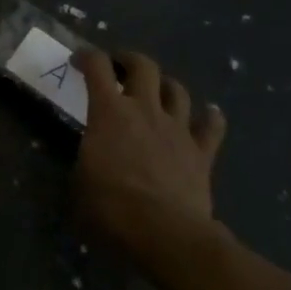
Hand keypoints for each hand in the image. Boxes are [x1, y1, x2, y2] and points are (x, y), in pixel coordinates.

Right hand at [73, 48, 227, 258]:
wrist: (165, 233)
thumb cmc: (111, 206)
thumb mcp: (78, 181)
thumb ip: (83, 160)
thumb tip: (87, 161)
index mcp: (109, 112)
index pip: (97, 66)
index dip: (87, 57)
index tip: (78, 62)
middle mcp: (145, 110)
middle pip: (143, 66)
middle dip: (129, 60)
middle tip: (119, 68)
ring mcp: (177, 129)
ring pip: (177, 90)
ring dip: (165, 85)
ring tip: (157, 91)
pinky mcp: (201, 153)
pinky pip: (212, 127)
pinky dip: (210, 117)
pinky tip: (210, 114)